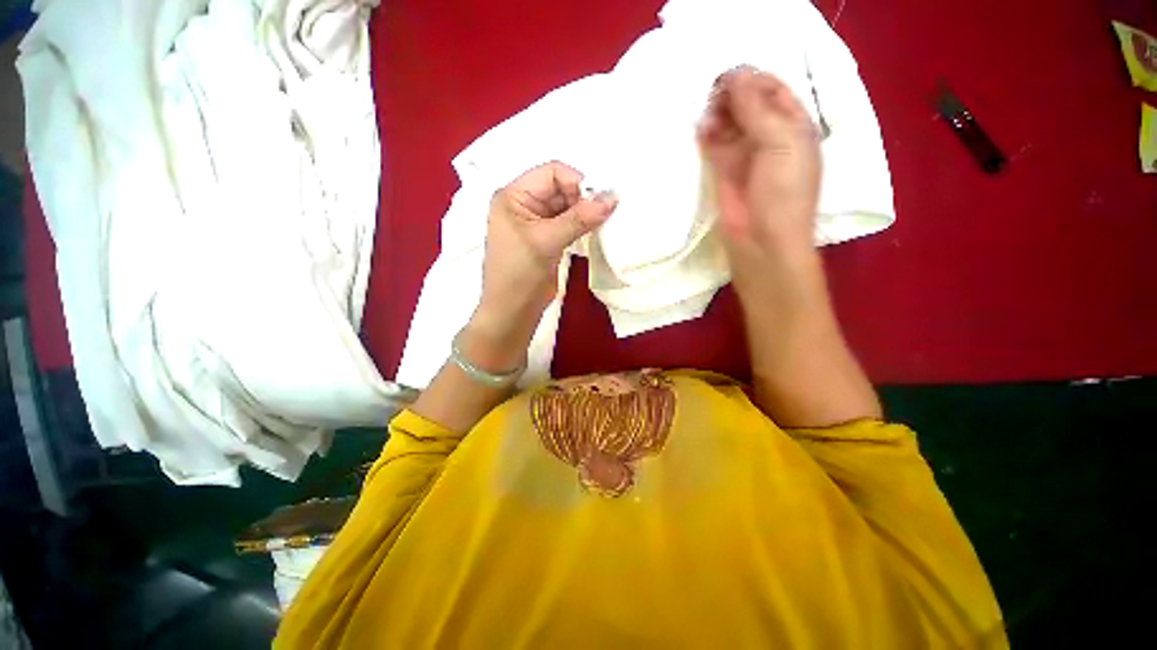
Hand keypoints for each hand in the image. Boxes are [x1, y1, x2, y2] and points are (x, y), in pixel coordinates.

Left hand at [465, 161, 617, 372]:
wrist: (512, 312)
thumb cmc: (520, 274)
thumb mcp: (546, 242)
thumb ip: (579, 218)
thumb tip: (612, 197)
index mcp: (513, 196)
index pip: (551, 173)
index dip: (577, 182)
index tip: (600, 201)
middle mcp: (524, 204)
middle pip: (561, 188)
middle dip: (584, 198)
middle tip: (607, 213)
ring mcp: (536, 223)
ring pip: (567, 207)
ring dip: (586, 213)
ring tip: (605, 222)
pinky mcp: (547, 239)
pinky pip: (568, 223)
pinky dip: (583, 225)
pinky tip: (596, 231)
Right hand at [697, 67, 822, 299]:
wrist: (762, 242)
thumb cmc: (783, 194)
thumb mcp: (781, 144)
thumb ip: (757, 110)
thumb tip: (734, 76)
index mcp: (794, 125)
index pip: (773, 90)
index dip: (751, 80)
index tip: (727, 78)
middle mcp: (770, 136)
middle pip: (748, 104)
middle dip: (731, 96)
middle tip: (711, 96)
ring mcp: (745, 155)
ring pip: (729, 123)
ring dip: (717, 114)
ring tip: (705, 114)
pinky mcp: (724, 172)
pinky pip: (714, 145)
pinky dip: (706, 135)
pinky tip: (700, 130)